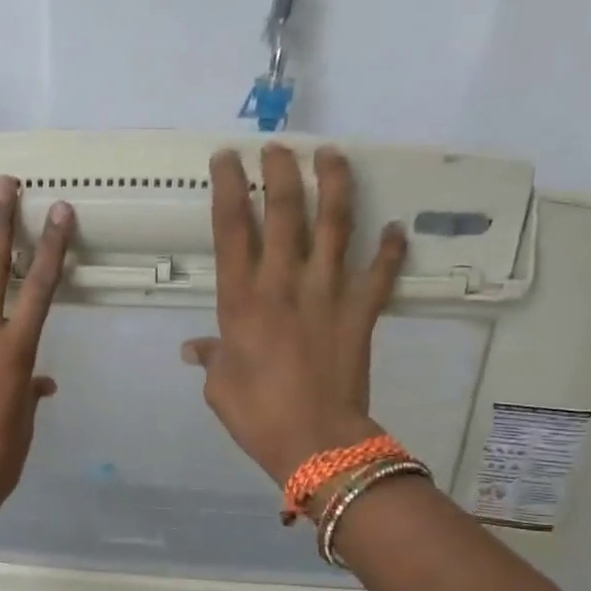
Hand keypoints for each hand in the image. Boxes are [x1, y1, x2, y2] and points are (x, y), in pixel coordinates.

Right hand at [182, 145, 405, 484]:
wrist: (316, 442)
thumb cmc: (256, 415)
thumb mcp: (219, 387)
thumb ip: (211, 358)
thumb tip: (195, 349)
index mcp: (242, 301)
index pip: (231, 230)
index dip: (228, 189)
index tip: (227, 159)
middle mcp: (284, 284)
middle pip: (285, 213)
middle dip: (281, 172)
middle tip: (278, 147)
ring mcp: (327, 295)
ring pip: (335, 227)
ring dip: (335, 186)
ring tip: (332, 155)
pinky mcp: (361, 313)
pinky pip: (379, 273)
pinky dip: (389, 249)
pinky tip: (394, 227)